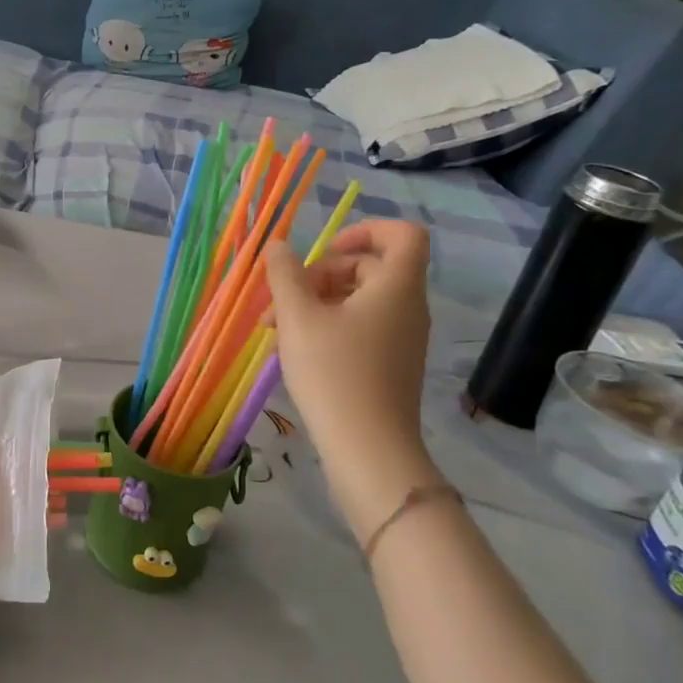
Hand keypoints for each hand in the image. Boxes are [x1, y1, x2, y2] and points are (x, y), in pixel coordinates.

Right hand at [265, 222, 440, 524]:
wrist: (369, 451)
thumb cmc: (334, 374)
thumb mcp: (298, 318)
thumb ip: (285, 274)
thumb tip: (279, 246)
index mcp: (396, 287)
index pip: (402, 235)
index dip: (365, 230)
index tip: (325, 250)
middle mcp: (407, 308)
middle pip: (369, 268)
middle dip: (319, 275)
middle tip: (281, 300)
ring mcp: (401, 339)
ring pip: (359, 300)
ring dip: (316, 302)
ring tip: (275, 328)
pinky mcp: (390, 365)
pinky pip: (361, 327)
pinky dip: (328, 327)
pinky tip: (294, 349)